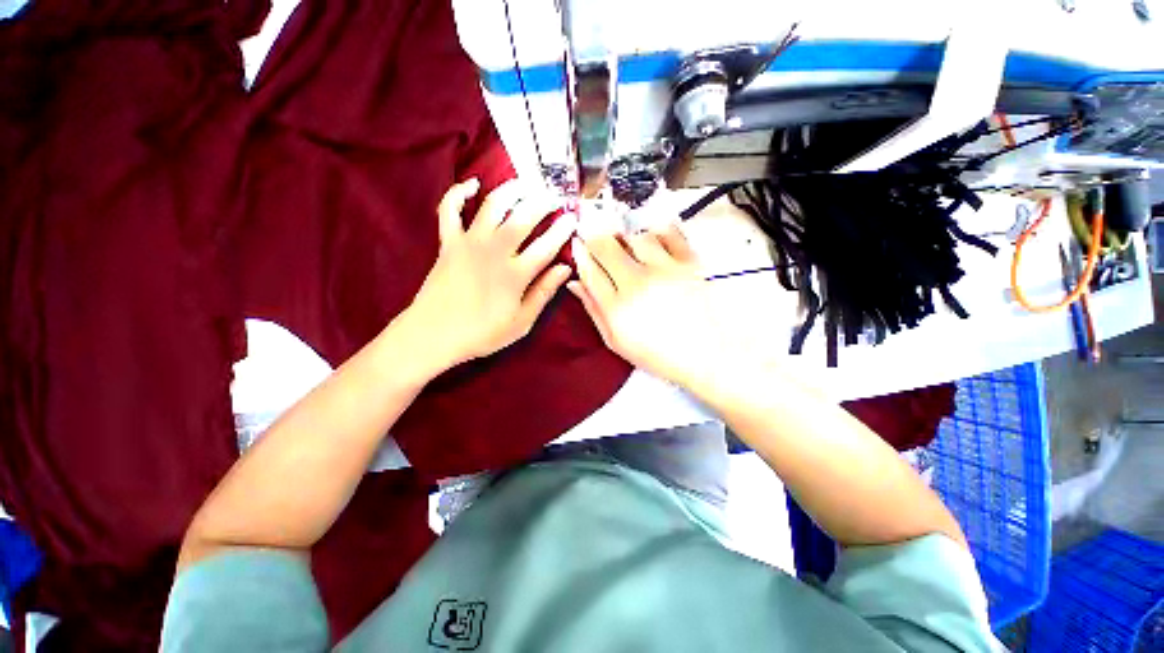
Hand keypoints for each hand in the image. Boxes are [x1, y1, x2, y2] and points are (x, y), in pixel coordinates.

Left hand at [406, 178, 575, 367]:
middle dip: (543, 203)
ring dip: (510, 190)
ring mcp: (469, 243)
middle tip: (555, 197)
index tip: (572, 219)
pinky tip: (472, 185)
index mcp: (515, 275)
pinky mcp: (448, 242)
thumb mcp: (521, 322)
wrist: (433, 335)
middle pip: (523, 217)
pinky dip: (458, 193)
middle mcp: (494, 252)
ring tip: (525, 185)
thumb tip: (565, 270)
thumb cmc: (481, 333)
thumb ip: (543, 293)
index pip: (547, 246)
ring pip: (492, 205)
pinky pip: (449, 209)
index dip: (562, 230)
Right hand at [567, 224, 735, 386]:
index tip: (579, 247)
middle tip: (602, 248)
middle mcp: (638, 283)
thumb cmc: (657, 354)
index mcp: (617, 307)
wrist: (704, 355)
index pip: (588, 268)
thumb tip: (576, 283)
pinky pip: (669, 232)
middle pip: (606, 244)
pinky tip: (655, 244)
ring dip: (627, 240)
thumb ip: (594, 309)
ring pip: (635, 235)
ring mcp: (665, 270)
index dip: (580, 253)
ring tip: (631, 252)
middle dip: (597, 241)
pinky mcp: (689, 263)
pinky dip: (657, 232)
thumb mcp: (616, 341)